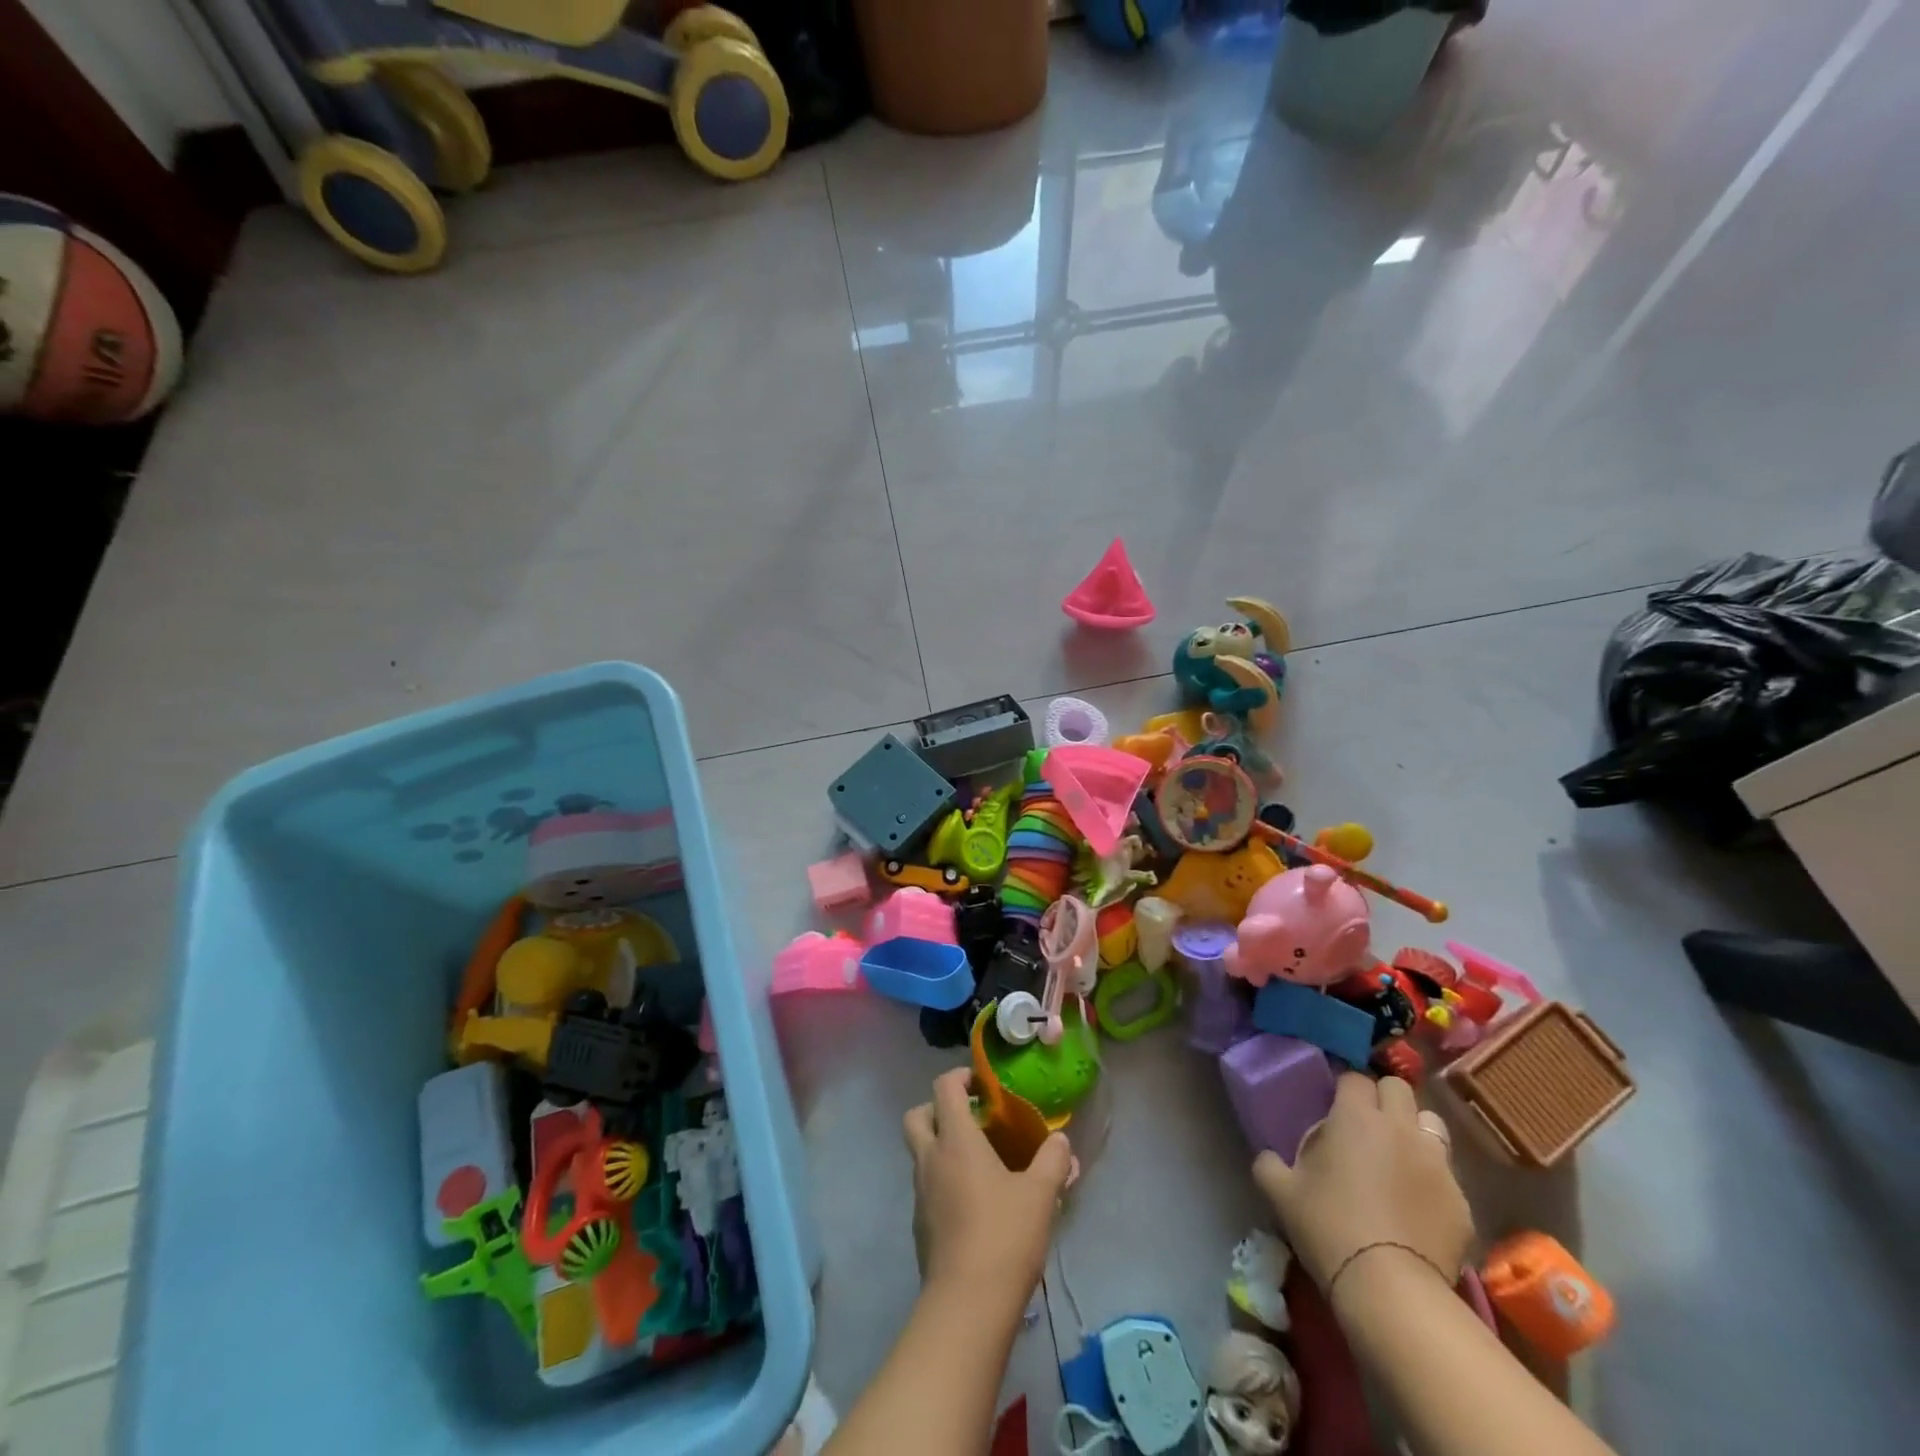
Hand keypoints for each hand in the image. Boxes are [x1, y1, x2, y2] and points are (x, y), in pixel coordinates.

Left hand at [902, 1067, 1072, 1307]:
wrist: (966, 1305)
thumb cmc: (1004, 1235)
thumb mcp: (1041, 1194)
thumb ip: (1053, 1160)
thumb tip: (1061, 1140)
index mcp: (955, 1139)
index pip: (945, 1087)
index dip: (961, 1077)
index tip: (984, 1085)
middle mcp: (930, 1158)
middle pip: (918, 1115)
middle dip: (938, 1109)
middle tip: (971, 1119)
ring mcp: (920, 1193)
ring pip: (920, 1153)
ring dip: (941, 1147)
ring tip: (980, 1163)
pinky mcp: (920, 1225)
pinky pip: (927, 1186)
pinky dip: (943, 1181)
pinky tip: (975, 1203)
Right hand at [1253, 1074, 1471, 1291]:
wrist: (1390, 1288)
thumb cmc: (1328, 1226)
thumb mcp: (1280, 1192)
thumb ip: (1270, 1163)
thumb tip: (1270, 1157)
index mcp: (1356, 1116)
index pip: (1354, 1078)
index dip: (1344, 1090)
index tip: (1333, 1109)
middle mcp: (1400, 1127)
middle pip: (1398, 1088)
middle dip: (1383, 1098)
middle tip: (1366, 1126)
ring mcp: (1438, 1164)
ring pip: (1431, 1124)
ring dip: (1414, 1131)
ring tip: (1398, 1157)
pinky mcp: (1463, 1202)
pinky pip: (1447, 1175)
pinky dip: (1431, 1180)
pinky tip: (1416, 1205)